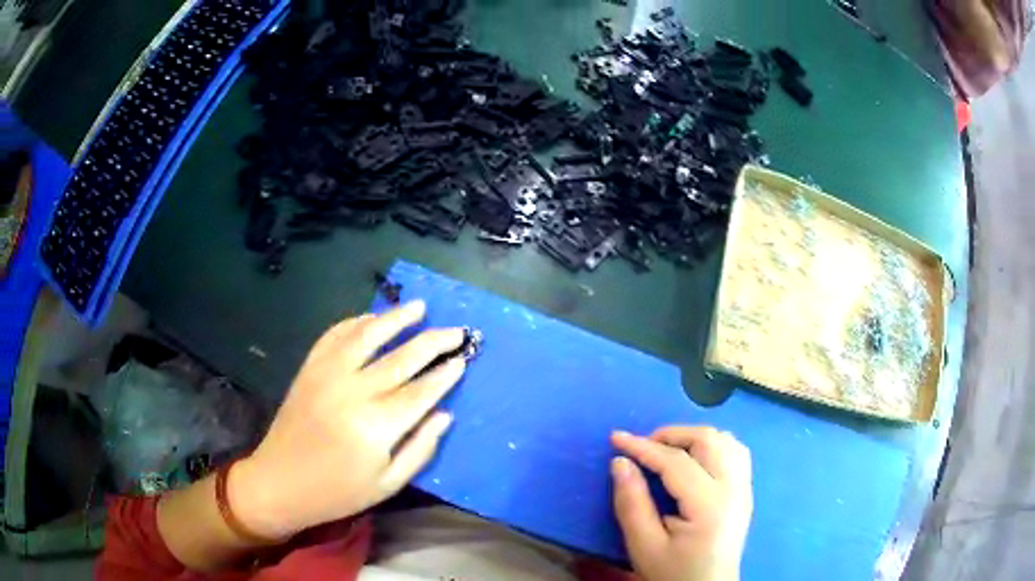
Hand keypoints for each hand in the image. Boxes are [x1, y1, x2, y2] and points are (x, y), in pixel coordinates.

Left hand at [230, 300, 466, 539]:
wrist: (280, 481)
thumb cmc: (338, 491)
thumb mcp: (388, 484)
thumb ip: (420, 449)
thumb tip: (445, 414)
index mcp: (377, 426)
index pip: (422, 391)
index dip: (445, 374)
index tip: (463, 359)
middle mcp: (353, 391)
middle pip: (402, 357)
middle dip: (434, 341)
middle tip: (457, 331)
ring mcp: (327, 374)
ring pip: (368, 334)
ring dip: (396, 318)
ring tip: (419, 307)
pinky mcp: (309, 368)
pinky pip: (334, 335)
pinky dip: (355, 322)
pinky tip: (372, 319)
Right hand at [611, 426, 752, 580]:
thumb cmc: (673, 573)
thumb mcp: (644, 546)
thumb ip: (632, 503)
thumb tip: (620, 462)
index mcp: (709, 506)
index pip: (676, 462)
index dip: (643, 447)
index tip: (616, 438)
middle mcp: (734, 489)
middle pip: (708, 440)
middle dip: (671, 435)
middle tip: (643, 447)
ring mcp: (745, 488)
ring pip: (726, 441)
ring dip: (694, 438)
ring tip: (667, 451)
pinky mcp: (746, 492)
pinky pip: (736, 452)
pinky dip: (713, 445)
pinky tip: (695, 459)